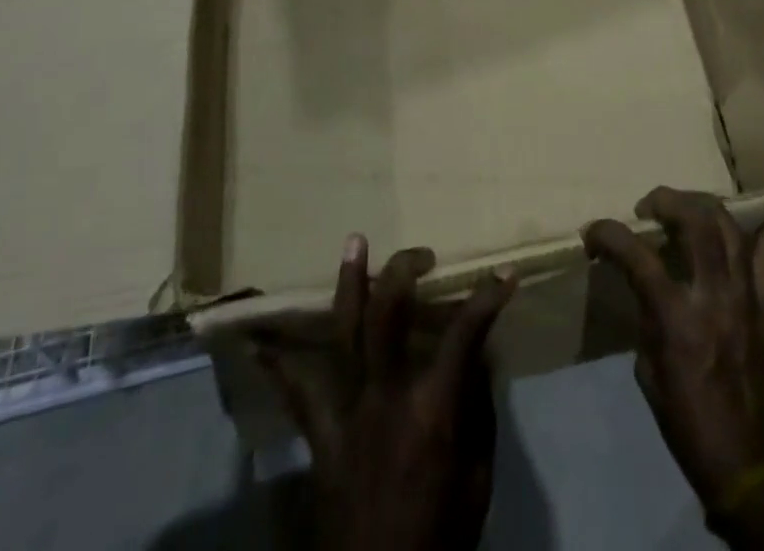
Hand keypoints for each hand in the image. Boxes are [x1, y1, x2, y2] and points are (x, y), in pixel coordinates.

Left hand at [254, 236, 517, 550]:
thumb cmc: (439, 538)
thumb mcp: (477, 481)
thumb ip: (477, 414)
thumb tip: (477, 360)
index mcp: (432, 412)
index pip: (464, 336)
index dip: (487, 300)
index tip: (504, 275)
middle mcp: (386, 398)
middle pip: (388, 316)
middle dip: (402, 273)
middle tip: (421, 253)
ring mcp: (349, 413)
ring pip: (345, 334)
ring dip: (350, 283)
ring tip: (354, 241)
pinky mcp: (322, 437)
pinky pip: (298, 395)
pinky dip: (281, 365)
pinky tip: (259, 340)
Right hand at [582, 188, 763, 509]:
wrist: (749, 465)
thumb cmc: (687, 421)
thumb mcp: (648, 368)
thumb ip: (647, 314)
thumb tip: (645, 282)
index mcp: (675, 318)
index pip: (636, 255)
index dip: (608, 234)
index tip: (592, 233)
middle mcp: (713, 297)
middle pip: (695, 222)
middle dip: (666, 200)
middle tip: (649, 208)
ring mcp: (747, 301)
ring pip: (731, 230)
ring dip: (703, 207)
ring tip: (686, 208)